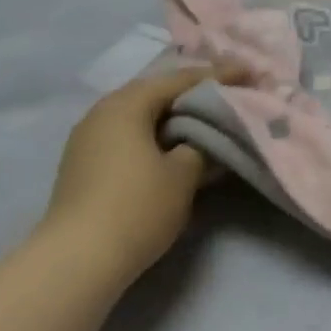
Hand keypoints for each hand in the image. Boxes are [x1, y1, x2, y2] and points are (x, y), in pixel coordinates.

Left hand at [38, 69, 215, 284]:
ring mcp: (91, 140)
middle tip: (234, 93)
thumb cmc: (138, 206)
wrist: (79, 257)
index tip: (251, 73)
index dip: (219, 76)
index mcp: (126, 105)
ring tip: (213, 118)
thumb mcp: (184, 173)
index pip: (180, 80)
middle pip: (158, 93)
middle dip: (196, 93)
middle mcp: (103, 113)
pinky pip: (134, 136)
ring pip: (145, 116)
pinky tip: (183, 145)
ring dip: (179, 116)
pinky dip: (162, 135)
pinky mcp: (90, 164)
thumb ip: (200, 146)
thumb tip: (203, 139)